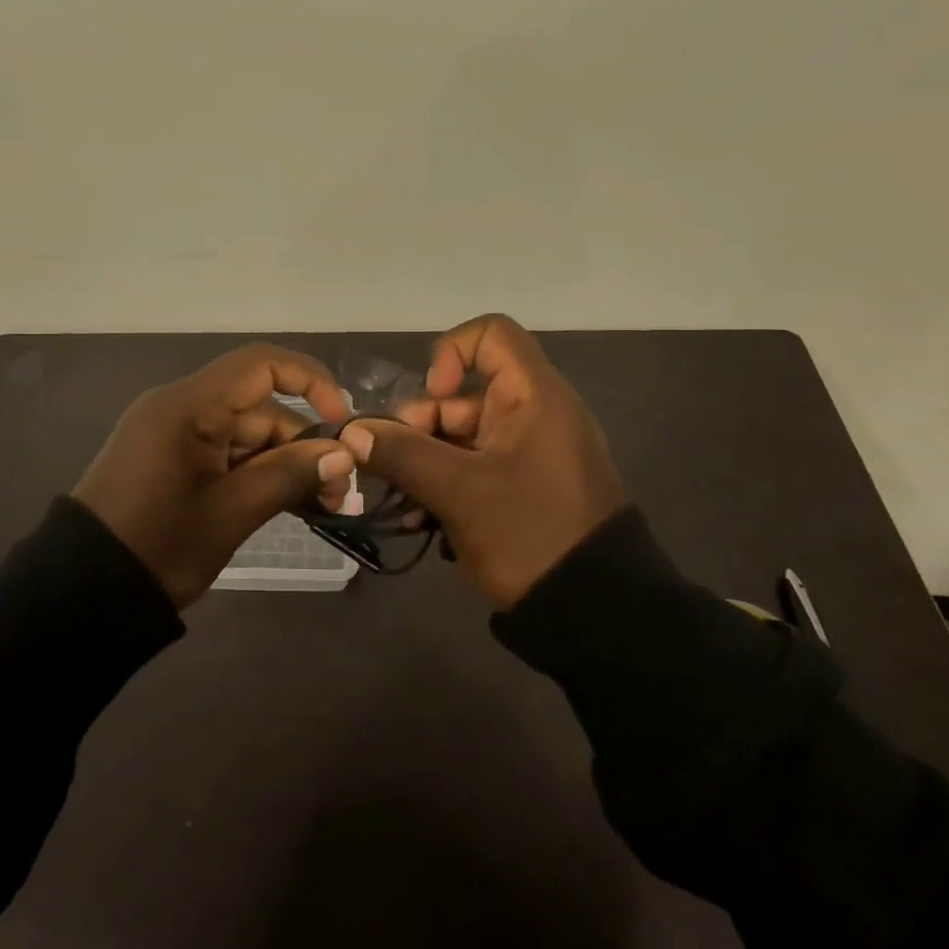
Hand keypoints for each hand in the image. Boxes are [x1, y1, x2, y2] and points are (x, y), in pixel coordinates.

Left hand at [75, 346, 357, 606]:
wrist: (82, 594)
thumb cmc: (158, 547)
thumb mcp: (231, 513)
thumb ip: (289, 475)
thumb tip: (343, 454)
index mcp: (187, 406)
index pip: (259, 365)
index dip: (309, 381)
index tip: (341, 421)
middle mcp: (180, 407)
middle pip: (258, 407)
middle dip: (302, 444)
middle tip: (338, 492)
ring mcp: (173, 433)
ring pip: (245, 433)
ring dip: (283, 463)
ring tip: (320, 506)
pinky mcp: (170, 458)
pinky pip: (224, 451)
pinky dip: (255, 472)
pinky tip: (286, 501)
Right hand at [338, 314, 627, 608]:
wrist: (597, 614)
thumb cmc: (532, 534)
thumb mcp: (460, 493)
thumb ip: (402, 454)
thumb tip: (351, 432)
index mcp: (533, 396)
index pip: (490, 334)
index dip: (451, 353)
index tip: (431, 396)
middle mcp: (532, 414)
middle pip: (461, 393)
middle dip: (419, 427)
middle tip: (393, 467)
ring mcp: (527, 452)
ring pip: (460, 435)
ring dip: (422, 463)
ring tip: (401, 504)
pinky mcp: (521, 486)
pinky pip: (472, 467)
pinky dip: (443, 484)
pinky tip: (419, 520)